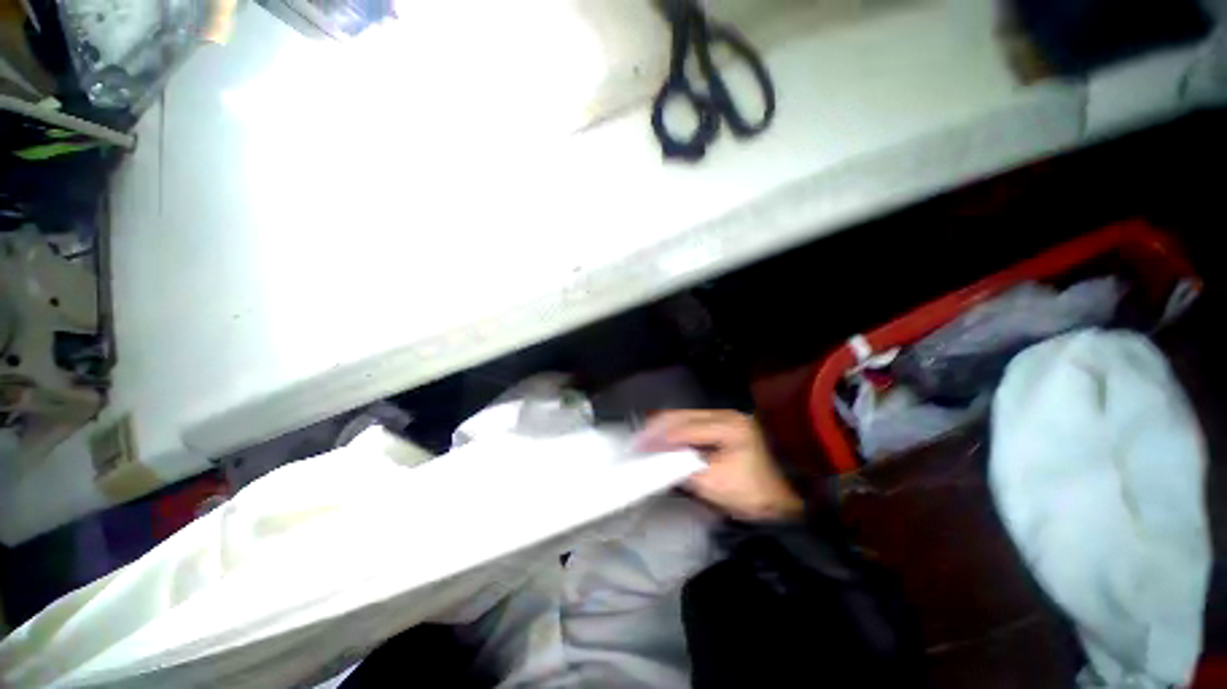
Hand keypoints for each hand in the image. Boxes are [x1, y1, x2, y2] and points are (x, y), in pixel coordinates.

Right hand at [636, 410, 802, 521]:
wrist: (793, 490)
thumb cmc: (755, 492)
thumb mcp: (717, 486)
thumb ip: (685, 470)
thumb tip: (660, 460)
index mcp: (726, 427)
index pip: (683, 428)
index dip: (658, 437)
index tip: (637, 446)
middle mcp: (724, 414)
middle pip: (681, 415)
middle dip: (656, 427)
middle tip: (636, 440)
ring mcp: (725, 416)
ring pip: (685, 415)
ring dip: (664, 426)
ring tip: (646, 438)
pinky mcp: (724, 423)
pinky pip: (692, 421)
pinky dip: (675, 428)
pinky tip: (665, 436)